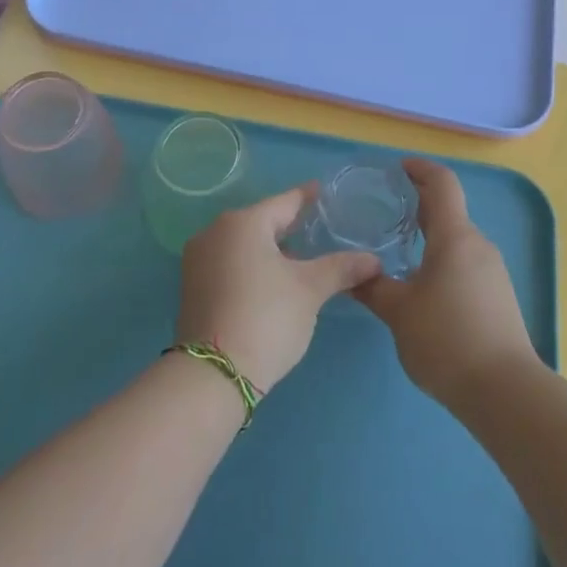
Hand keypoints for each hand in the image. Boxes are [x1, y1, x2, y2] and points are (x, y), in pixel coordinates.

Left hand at [175, 185, 380, 391]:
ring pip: (243, 243)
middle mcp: (215, 232)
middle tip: (316, 226)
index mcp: (243, 223)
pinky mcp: (192, 286)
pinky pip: (229, 262)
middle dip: (288, 224)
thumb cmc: (266, 318)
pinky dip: (251, 264)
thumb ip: (341, 268)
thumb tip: (374, 260)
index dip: (307, 197)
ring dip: (269, 247)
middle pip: (261, 221)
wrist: (213, 374)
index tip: (322, 191)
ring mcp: (198, 260)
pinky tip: (271, 280)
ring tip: (298, 256)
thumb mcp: (310, 291)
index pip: (284, 202)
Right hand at [353, 159, 538, 407]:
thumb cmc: (447, 339)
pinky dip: (441, 257)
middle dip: (418, 202)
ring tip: (396, 247)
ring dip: (429, 233)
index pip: (442, 183)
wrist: (505, 391)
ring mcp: (492, 270)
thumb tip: (351, 274)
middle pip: (448, 209)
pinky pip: (465, 261)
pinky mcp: (497, 295)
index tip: (396, 169)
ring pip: (456, 238)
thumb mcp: (399, 312)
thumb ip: (372, 287)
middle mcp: (477, 245)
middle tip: (384, 208)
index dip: (419, 169)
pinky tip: (420, 282)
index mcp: (455, 237)